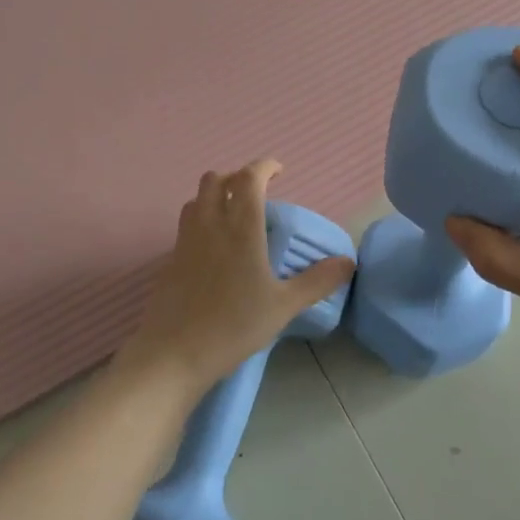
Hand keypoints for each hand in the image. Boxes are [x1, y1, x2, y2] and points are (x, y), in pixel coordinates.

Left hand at [116, 159, 354, 401]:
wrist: (174, 352)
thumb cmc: (234, 325)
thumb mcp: (284, 306)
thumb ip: (317, 281)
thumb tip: (348, 262)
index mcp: (240, 228)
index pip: (248, 179)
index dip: (263, 167)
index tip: (278, 170)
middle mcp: (210, 225)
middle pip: (215, 180)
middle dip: (236, 176)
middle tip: (257, 192)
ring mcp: (186, 241)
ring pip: (197, 198)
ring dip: (216, 194)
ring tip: (235, 213)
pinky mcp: (171, 259)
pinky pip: (187, 223)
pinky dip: (203, 217)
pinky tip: (216, 245)